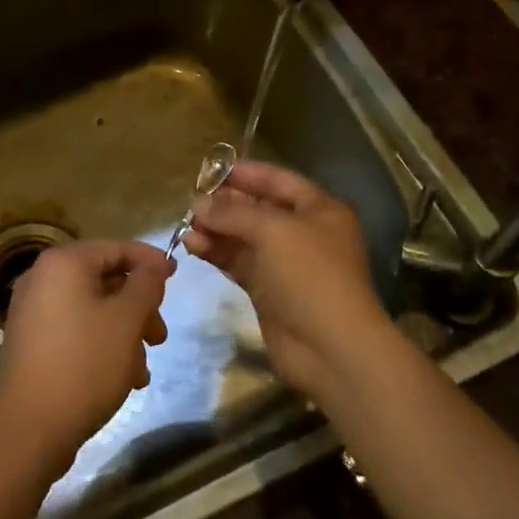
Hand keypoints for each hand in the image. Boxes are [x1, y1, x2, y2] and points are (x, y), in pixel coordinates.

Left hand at [0, 240, 171, 478]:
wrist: (29, 429)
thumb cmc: (84, 364)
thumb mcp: (126, 320)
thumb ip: (146, 285)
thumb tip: (154, 266)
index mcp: (63, 263)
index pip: (116, 248)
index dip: (150, 260)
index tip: (176, 277)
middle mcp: (43, 279)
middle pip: (104, 280)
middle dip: (139, 307)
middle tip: (160, 335)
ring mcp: (33, 312)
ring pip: (93, 309)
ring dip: (124, 332)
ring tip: (143, 368)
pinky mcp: (32, 344)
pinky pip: (76, 331)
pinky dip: (102, 345)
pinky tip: (123, 379)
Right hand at [181, 160, 393, 401]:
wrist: (331, 349)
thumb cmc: (310, 276)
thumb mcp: (274, 231)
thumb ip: (233, 212)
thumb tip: (198, 203)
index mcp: (318, 210)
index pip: (278, 180)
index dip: (246, 173)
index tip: (211, 169)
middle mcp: (303, 232)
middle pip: (258, 208)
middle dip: (225, 203)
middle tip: (192, 200)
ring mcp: (285, 263)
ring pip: (244, 236)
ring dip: (216, 229)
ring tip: (186, 226)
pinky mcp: (268, 290)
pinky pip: (238, 262)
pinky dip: (217, 252)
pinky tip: (193, 246)